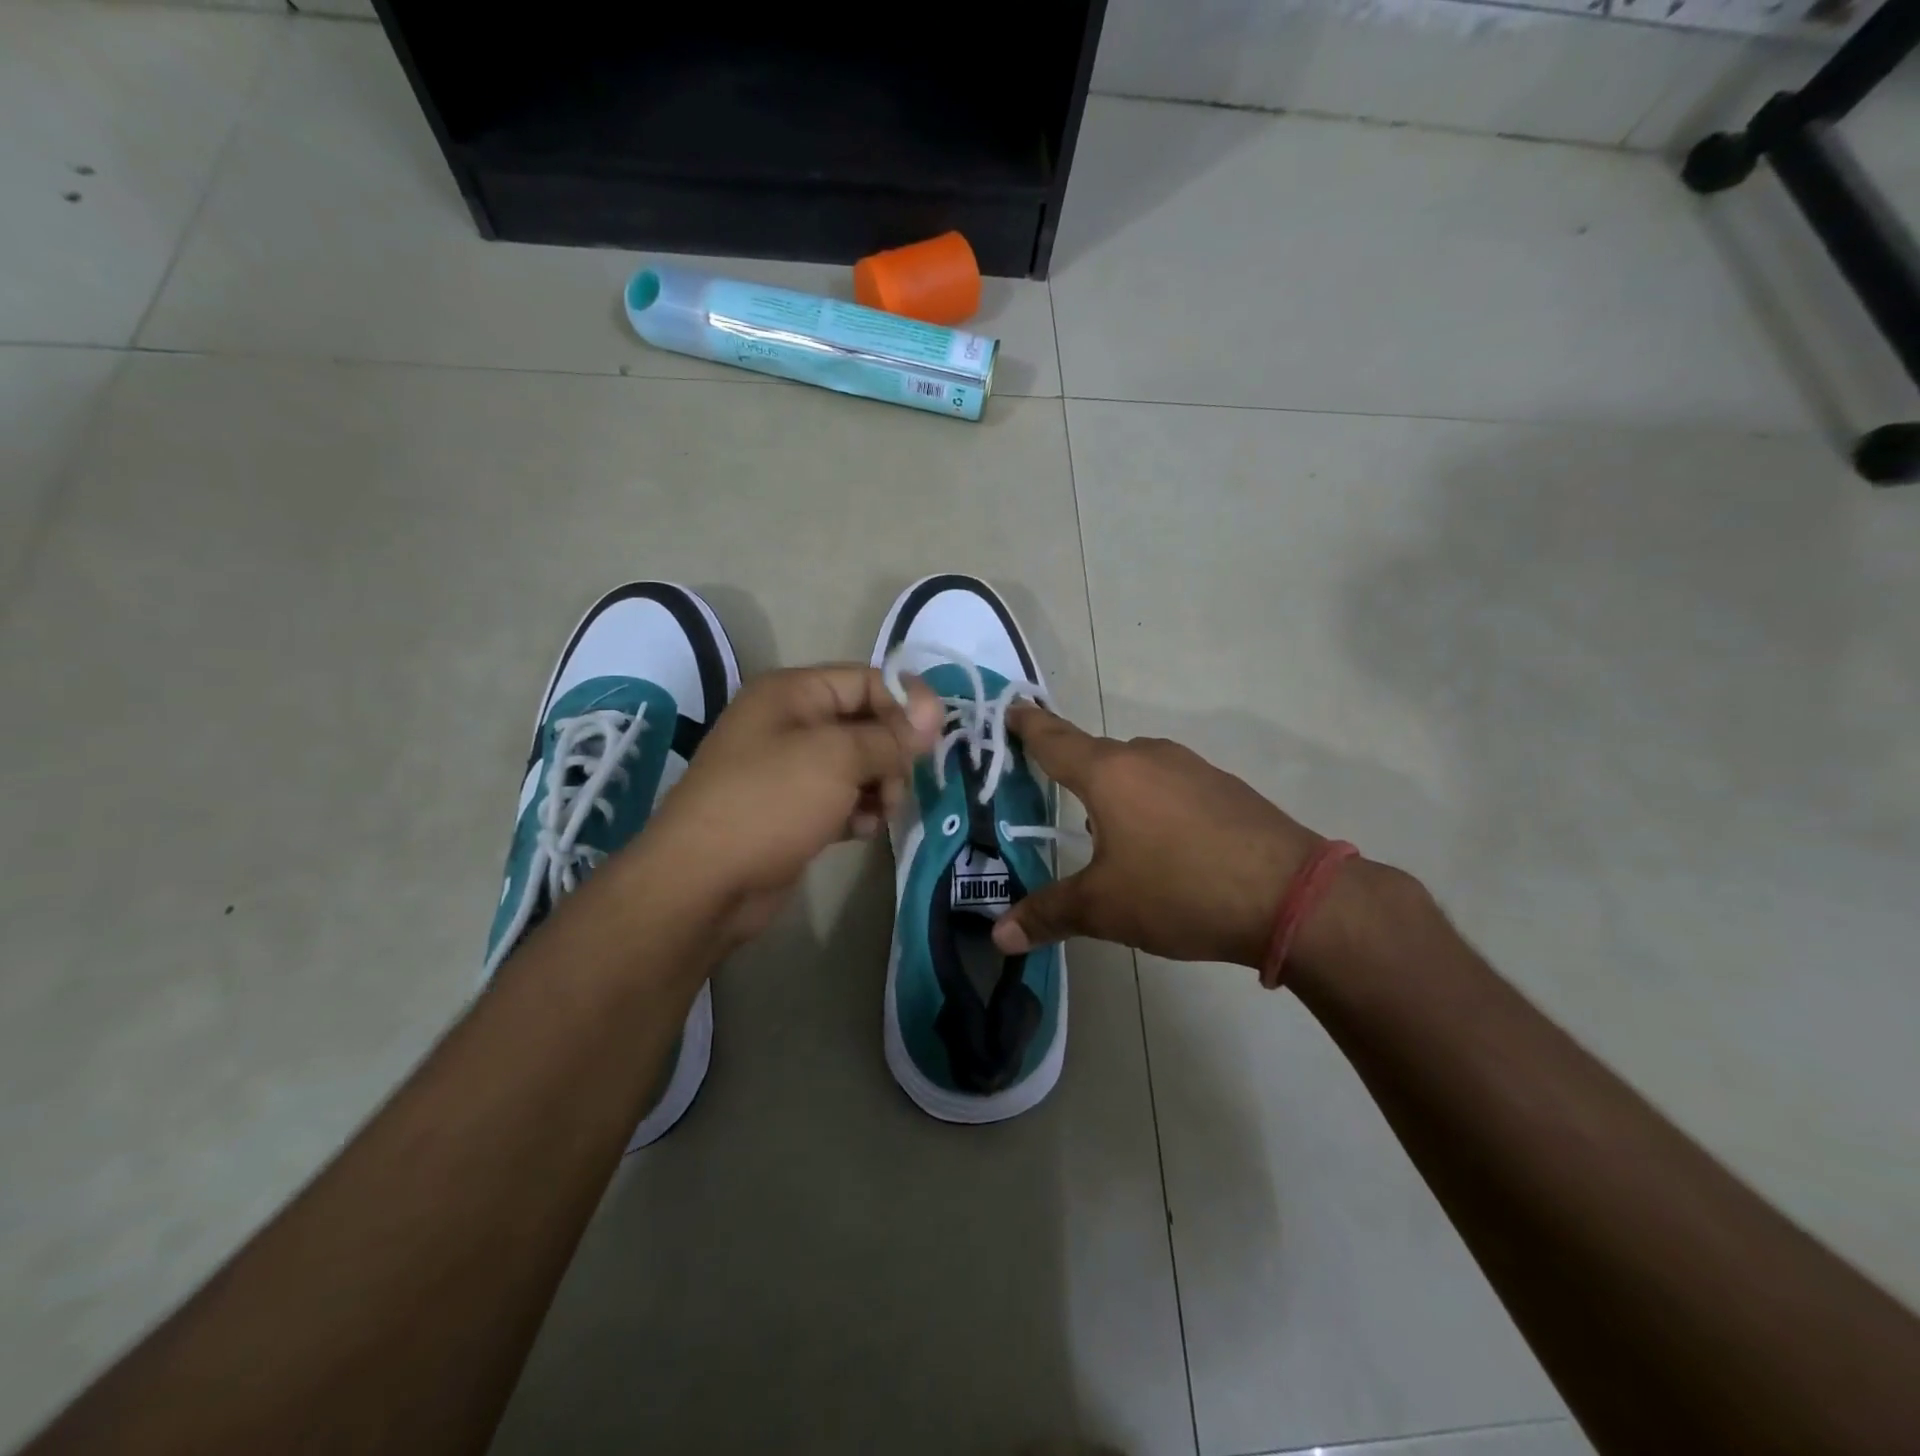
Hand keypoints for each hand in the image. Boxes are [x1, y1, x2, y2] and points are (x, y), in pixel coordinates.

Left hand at [639, 665, 942, 947]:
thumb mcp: (838, 758)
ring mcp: (788, 769)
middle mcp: (788, 723)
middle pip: (863, 723)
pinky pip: (840, 798)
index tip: (937, 736)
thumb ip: (890, 735)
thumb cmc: (770, 802)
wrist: (704, 882)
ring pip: (857, 765)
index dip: (904, 702)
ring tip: (879, 812)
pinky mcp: (791, 810)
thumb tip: (935, 713)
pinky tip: (859, 830)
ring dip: (878, 786)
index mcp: (791, 693)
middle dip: (891, 752)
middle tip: (901, 783)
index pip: (865, 680)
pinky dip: (857, 811)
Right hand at [990, 705, 1325, 968]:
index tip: (1012, 708)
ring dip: (1115, 794)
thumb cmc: (1180, 890)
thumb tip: (999, 935)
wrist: (1291, 896)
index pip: (1055, 740)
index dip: (1029, 726)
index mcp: (1109, 773)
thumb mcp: (1105, 908)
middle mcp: (1148, 756)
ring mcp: (1192, 768)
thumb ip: (1048, 914)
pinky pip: (1170, 786)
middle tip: (1050, 794)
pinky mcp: (1224, 788)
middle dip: (1072, 773)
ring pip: (1136, 772)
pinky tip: (1161, 845)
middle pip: (1096, 756)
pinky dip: (1152, 805)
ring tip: (1107, 836)